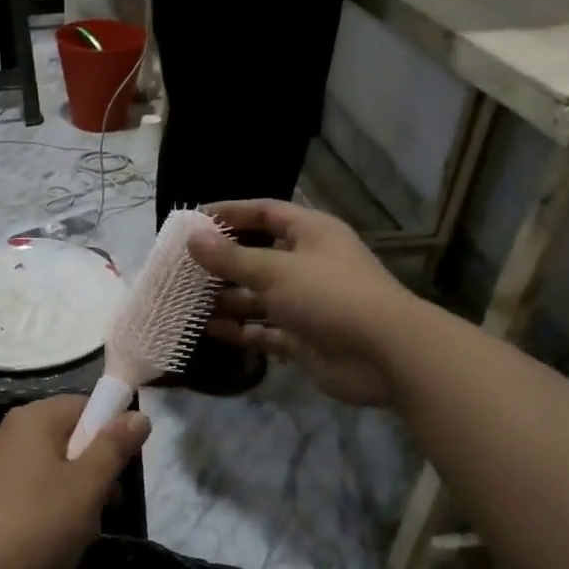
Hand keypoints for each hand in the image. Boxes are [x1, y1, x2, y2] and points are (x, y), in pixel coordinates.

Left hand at [0, 396, 150, 568]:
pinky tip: (50, 540)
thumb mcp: (87, 486)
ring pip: (48, 467)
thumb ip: (113, 447)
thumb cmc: (36, 524)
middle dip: (93, 468)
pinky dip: (46, 507)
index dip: (111, 430)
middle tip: (108, 506)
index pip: (83, 404)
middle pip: (66, 436)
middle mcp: (7, 432)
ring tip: (81, 531)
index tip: (125, 466)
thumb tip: (138, 414)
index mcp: (32, 419)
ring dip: (73, 493)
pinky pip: (27, 489)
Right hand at [188, 200, 417, 406]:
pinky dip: (240, 330)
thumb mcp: (274, 270)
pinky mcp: (303, 337)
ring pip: (258, 296)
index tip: (193, 220)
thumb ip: (230, 257)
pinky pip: (264, 329)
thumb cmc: (329, 296)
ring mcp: (306, 303)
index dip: (230, 213)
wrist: (385, 355)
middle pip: (257, 256)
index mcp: (310, 234)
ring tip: (188, 301)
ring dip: (226, 298)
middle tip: (183, 267)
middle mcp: (308, 264)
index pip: (265, 213)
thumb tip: (193, 239)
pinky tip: (209, 330)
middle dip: (222, 262)